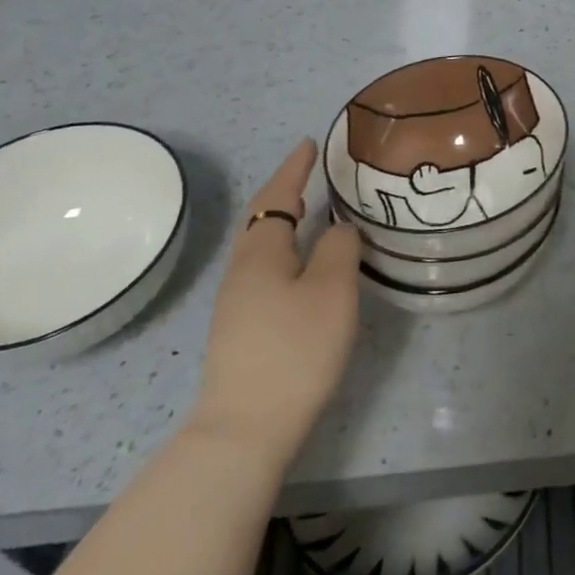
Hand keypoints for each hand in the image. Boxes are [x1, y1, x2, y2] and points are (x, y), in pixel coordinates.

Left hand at [186, 139, 360, 469]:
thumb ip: (338, 248)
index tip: (309, 143)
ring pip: (260, 245)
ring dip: (282, 220)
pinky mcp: (241, 327)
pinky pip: (263, 267)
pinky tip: (300, 263)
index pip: (277, 197)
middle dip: (284, 191)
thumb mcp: (331, 290)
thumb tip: (338, 228)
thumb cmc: (294, 349)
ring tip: (309, 210)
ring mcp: (236, 302)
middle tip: (310, 173)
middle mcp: (242, 271)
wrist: (245, 430)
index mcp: (261, 253)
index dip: (294, 169)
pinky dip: (282, 247)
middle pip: (260, 219)